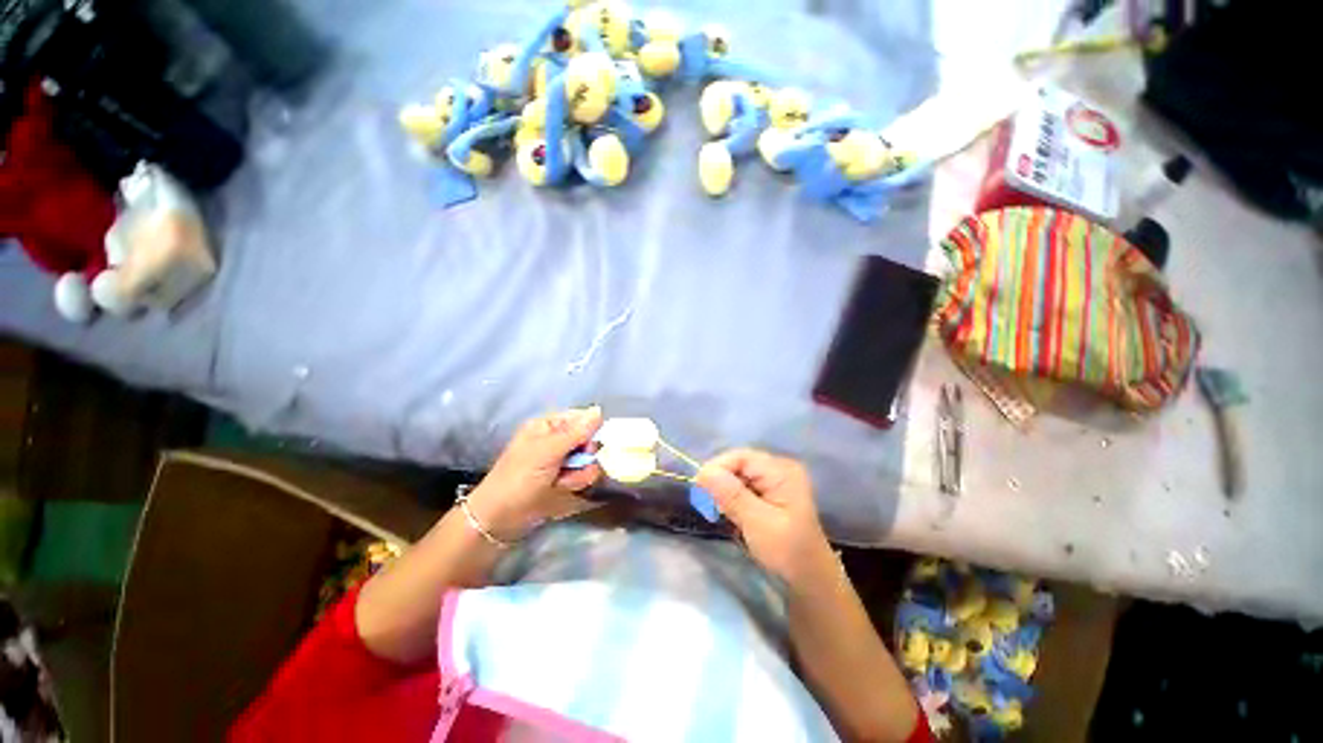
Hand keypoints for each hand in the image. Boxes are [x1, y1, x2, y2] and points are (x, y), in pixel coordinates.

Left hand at [467, 407, 603, 541]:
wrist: (499, 519)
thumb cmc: (518, 479)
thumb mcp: (547, 452)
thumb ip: (576, 433)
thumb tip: (599, 410)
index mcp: (548, 425)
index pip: (582, 418)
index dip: (590, 431)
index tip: (587, 445)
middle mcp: (557, 439)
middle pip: (589, 440)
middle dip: (584, 456)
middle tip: (571, 466)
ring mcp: (562, 460)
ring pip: (590, 460)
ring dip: (579, 473)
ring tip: (561, 482)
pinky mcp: (565, 478)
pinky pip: (584, 475)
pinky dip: (576, 483)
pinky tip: (561, 489)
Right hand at [696, 448, 833, 586]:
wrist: (811, 581)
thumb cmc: (788, 552)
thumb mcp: (757, 523)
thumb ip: (731, 495)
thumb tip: (703, 472)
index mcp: (781, 471)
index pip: (740, 457)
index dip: (717, 468)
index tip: (699, 488)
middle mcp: (779, 469)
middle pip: (738, 465)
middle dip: (720, 482)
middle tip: (708, 505)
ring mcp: (775, 481)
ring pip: (738, 476)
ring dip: (724, 492)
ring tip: (718, 512)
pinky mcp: (770, 494)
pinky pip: (743, 487)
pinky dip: (732, 499)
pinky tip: (730, 515)